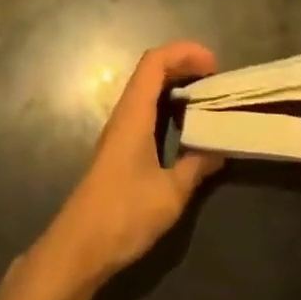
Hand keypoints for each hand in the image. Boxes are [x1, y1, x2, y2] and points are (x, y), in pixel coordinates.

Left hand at [38, 43, 224, 287]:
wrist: (79, 247)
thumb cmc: (124, 214)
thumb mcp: (170, 194)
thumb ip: (197, 167)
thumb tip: (221, 149)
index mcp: (134, 113)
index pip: (155, 62)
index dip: (184, 53)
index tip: (213, 64)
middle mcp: (124, 113)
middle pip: (151, 70)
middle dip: (183, 64)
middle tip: (214, 78)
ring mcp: (119, 130)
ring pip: (147, 89)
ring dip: (174, 83)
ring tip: (205, 96)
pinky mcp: (119, 147)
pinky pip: (145, 109)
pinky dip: (166, 103)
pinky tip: (184, 124)